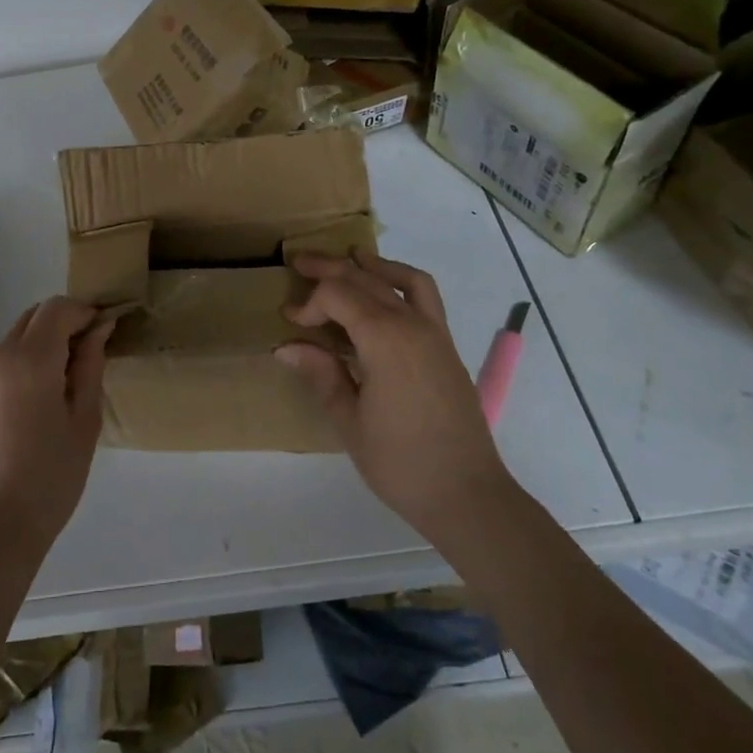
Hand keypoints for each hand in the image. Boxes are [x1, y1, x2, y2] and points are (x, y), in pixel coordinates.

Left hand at [0, 296, 111, 557]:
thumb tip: (100, 327)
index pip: (57, 308)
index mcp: (27, 359)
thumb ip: (90, 365)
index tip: (106, 331)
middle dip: (64, 324)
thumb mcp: (83, 420)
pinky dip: (24, 363)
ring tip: (65, 384)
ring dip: (43, 343)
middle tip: (90, 355)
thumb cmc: (49, 478)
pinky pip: (1, 361)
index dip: (85, 312)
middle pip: (33, 317)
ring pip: (16, 337)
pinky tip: (37, 402)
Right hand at [276, 251, 512, 554]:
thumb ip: (321, 375)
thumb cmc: (401, 464)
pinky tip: (384, 286)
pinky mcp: (445, 345)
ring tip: (345, 257)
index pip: (338, 296)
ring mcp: (434, 332)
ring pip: (399, 279)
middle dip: (329, 269)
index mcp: (385, 340)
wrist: (467, 494)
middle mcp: (412, 325)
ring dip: (368, 266)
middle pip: (365, 279)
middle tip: (298, 263)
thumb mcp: (350, 422)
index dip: (309, 303)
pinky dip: (401, 279)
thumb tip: (285, 347)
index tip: (289, 323)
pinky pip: (424, 295)